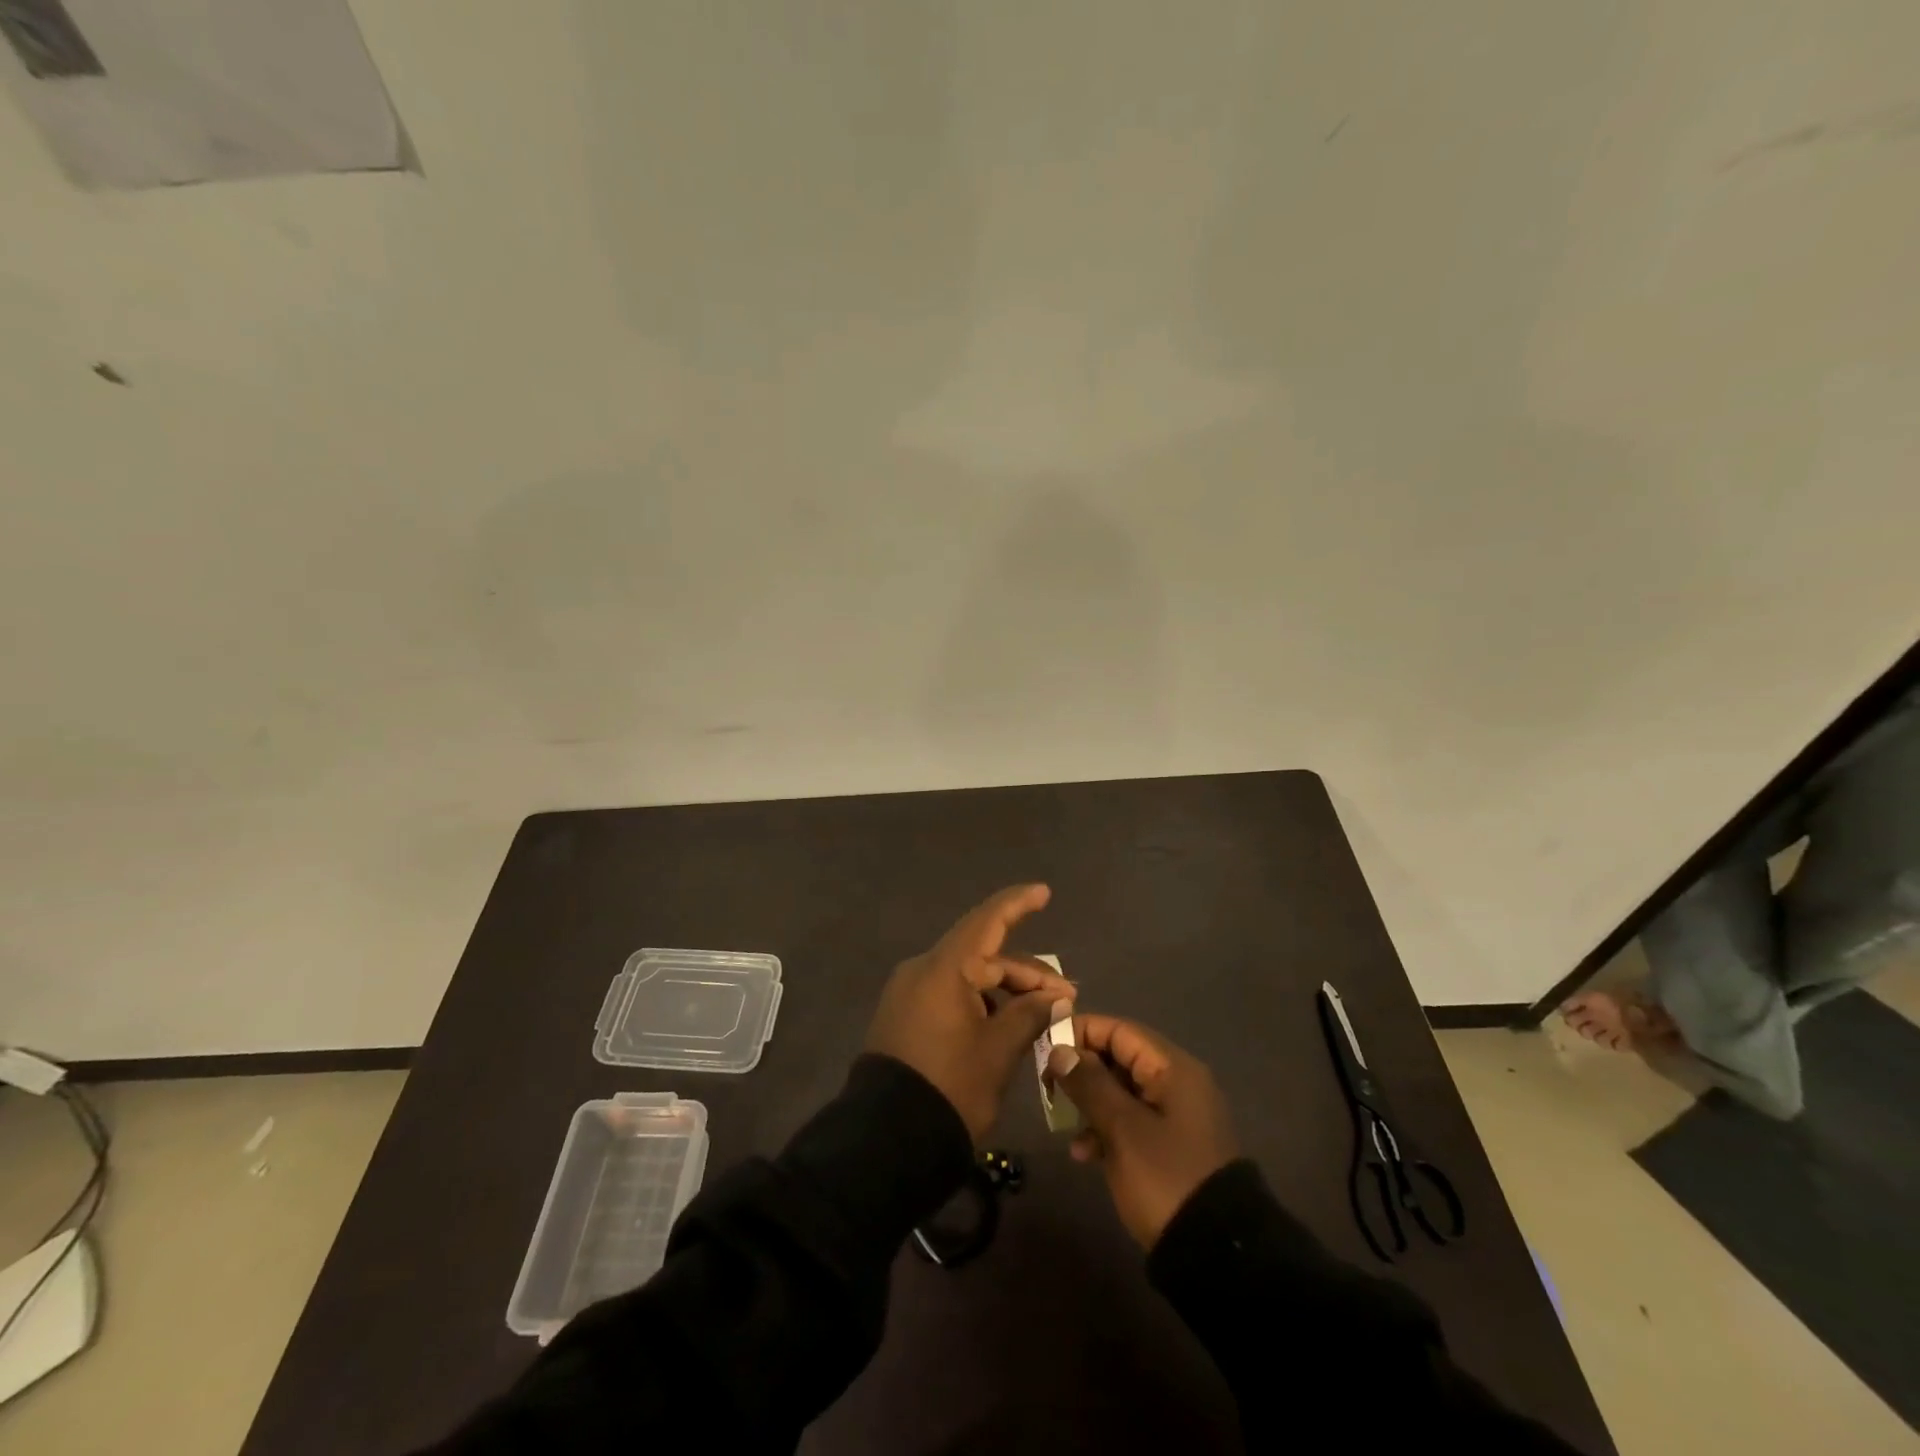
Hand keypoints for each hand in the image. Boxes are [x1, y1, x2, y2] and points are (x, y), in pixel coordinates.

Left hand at [865, 884, 1075, 1142]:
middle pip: (982, 956)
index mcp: (944, 968)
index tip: (1043, 892)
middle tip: (1065, 996)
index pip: (987, 921)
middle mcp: (922, 970)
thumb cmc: (950, 1086)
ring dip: (1005, 990)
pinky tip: (1006, 1025)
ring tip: (1042, 1016)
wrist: (887, 1139)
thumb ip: (1029, 1014)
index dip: (1017, 905)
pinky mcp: (904, 1016)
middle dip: (1025, 972)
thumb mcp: (998, 1051)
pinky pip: (949, 995)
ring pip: (967, 977)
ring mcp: (909, 993)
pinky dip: (980, 1003)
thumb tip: (1056, 997)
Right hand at [1048, 1016, 1238, 1248]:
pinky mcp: (1172, 1146)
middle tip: (1048, 1088)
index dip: (1081, 1032)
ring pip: (1122, 1091)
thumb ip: (1089, 1084)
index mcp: (1172, 1068)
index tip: (1045, 1048)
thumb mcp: (1122, 1129)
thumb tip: (1060, 1049)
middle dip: (1082, 1070)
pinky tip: (1085, 1154)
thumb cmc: (1165, 1178)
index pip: (1119, 1030)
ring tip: (1065, 1127)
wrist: (1216, 1255)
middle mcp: (1177, 1083)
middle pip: (1120, 1058)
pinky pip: (1132, 1121)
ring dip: (1091, 1103)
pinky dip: (1107, 1129)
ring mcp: (1176, 1116)